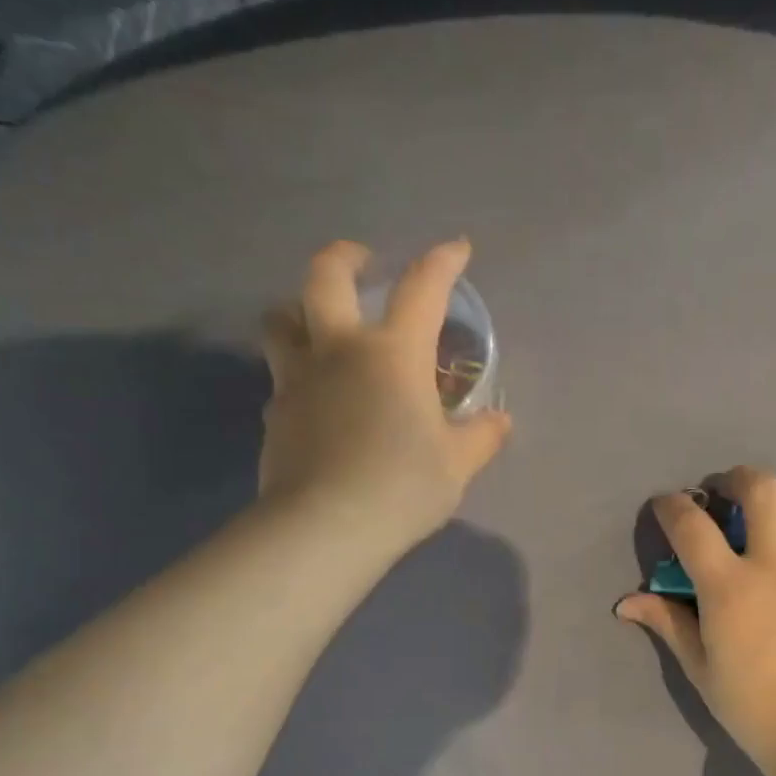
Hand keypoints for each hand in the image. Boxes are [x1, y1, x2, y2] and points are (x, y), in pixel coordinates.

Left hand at [259, 239, 511, 549]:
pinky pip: (282, 377)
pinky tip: (316, 398)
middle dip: (345, 257)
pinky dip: (298, 373)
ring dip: (300, 308)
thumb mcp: (457, 465)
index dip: (442, 262)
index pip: (422, 290)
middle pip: (325, 277)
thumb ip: (480, 437)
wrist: (327, 526)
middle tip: (362, 262)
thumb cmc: (403, 486)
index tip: (456, 249)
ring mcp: (299, 379)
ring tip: (318, 322)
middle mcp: (340, 351)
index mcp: (394, 354)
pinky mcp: (276, 413)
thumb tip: (498, 421)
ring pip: (282, 319)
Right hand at [616, 466, 775, 775]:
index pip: (691, 525)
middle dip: (739, 479)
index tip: (670, 506)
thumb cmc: (751, 706)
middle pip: (762, 488)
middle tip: (732, 494)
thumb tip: (626, 602)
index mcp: (730, 586)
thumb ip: (667, 622)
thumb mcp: (699, 666)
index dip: (673, 506)